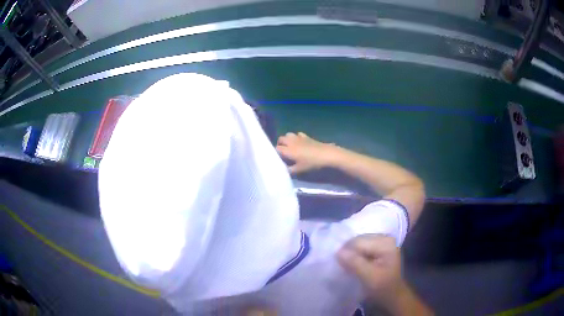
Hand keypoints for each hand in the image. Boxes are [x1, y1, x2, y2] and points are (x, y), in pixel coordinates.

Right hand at [276, 132, 338, 173]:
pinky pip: (298, 134)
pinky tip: (300, 142)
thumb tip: (284, 169)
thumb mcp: (300, 170)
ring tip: (290, 146)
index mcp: (288, 150)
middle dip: (280, 144)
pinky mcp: (307, 136)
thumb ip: (290, 170)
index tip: (279, 158)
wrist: (326, 154)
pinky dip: (296, 137)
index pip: (277, 148)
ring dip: (287, 139)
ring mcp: (299, 138)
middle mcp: (291, 142)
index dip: (276, 153)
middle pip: (281, 139)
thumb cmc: (312, 163)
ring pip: (288, 134)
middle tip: (283, 151)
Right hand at [337, 235, 433, 315]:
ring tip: (347, 265)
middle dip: (348, 251)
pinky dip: (355, 254)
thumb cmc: (383, 287)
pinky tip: (353, 263)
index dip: (346, 252)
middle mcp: (385, 237)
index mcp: (386, 243)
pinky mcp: (378, 247)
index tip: (340, 265)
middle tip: (343, 266)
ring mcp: (382, 241)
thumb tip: (338, 251)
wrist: (392, 295)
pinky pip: (361, 246)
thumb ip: (355, 263)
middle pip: (358, 240)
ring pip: (358, 242)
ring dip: (350, 253)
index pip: (359, 242)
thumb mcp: (369, 277)